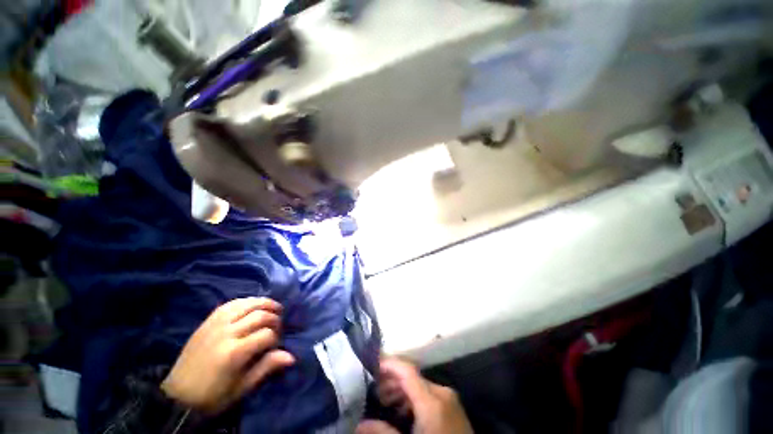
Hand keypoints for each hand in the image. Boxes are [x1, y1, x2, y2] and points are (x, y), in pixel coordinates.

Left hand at [161, 298, 294, 413]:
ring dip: (264, 303)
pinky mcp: (208, 321)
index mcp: (234, 352)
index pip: (266, 334)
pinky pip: (231, 304)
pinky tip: (253, 305)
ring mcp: (215, 324)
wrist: (177, 395)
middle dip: (275, 318)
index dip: (276, 338)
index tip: (276, 345)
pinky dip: (246, 302)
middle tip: (278, 326)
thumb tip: (291, 357)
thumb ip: (266, 367)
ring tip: (273, 308)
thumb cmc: (212, 396)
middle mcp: (226, 333)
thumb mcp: (241, 388)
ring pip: (247, 304)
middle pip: (260, 315)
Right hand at [356, 358, 472, 433]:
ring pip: (420, 385)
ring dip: (402, 390)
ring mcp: (450, 400)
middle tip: (375, 392)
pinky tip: (404, 411)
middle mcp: (442, 393)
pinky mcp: (453, 407)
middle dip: (392, 381)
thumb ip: (384, 432)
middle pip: (412, 378)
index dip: (389, 364)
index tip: (373, 365)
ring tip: (386, 402)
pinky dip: (414, 398)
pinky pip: (430, 395)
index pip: (407, 371)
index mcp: (432, 401)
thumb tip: (359, 425)